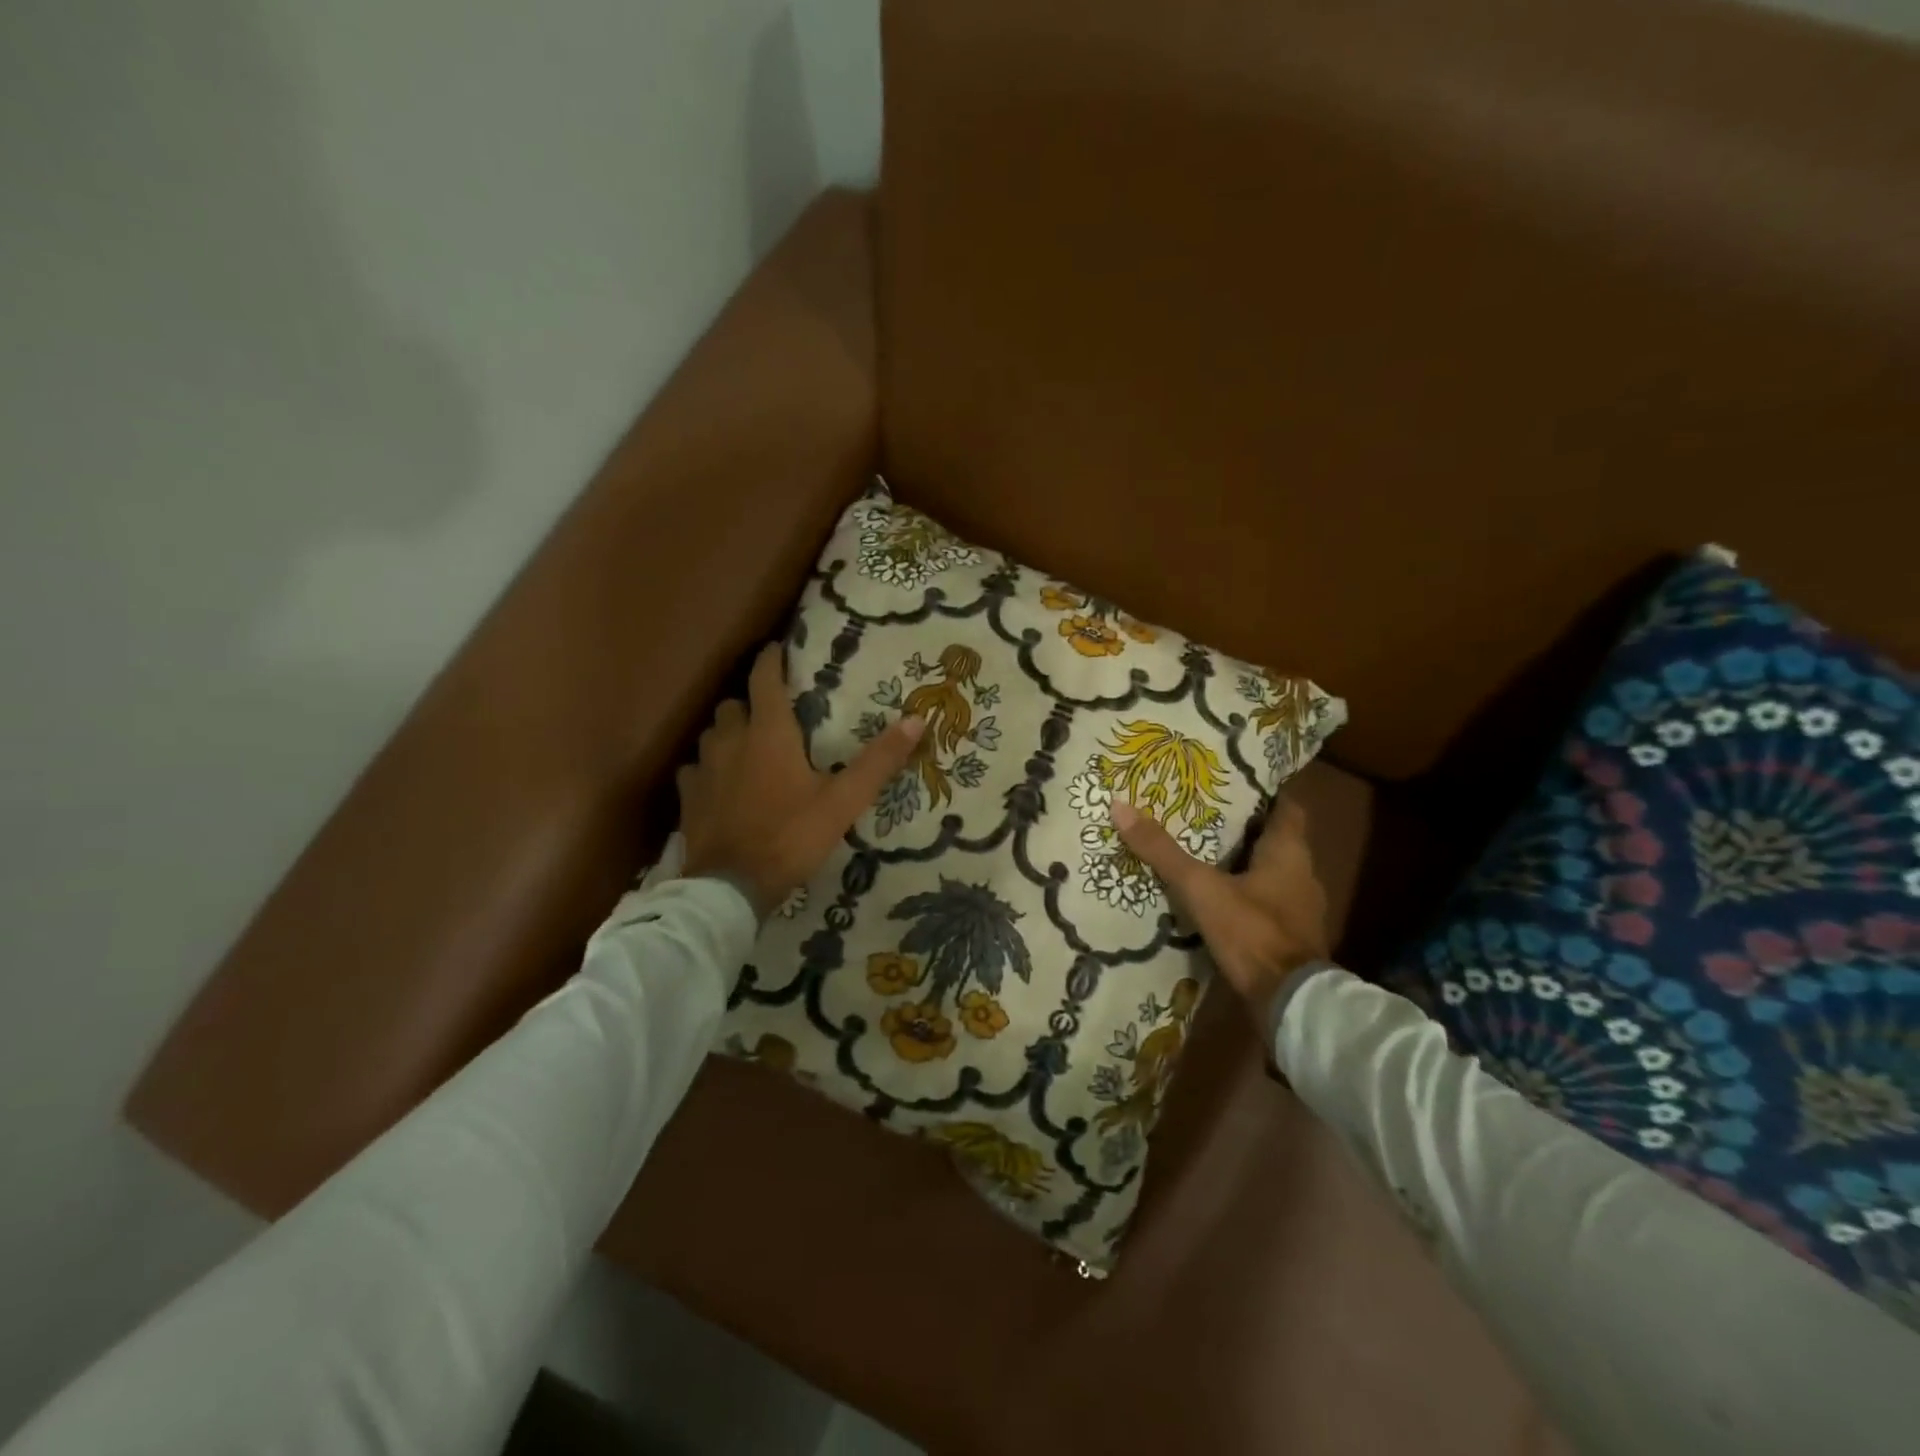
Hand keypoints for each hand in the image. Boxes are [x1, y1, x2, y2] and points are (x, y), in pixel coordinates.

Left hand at [679, 644, 924, 917]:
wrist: (731, 888)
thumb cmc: (791, 836)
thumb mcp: (844, 801)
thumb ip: (879, 761)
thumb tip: (917, 720)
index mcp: (768, 733)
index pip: (764, 678)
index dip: (771, 659)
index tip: (778, 649)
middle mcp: (730, 740)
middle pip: (733, 703)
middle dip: (750, 701)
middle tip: (772, 713)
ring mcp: (703, 769)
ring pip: (711, 734)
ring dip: (729, 732)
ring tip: (747, 746)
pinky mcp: (688, 798)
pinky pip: (695, 769)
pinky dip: (708, 768)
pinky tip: (720, 784)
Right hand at [1112, 796, 1330, 1013]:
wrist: (1290, 1004)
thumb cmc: (1252, 932)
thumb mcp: (1200, 888)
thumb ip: (1163, 851)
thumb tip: (1121, 807)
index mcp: (1289, 852)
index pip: (1286, 806)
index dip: (1264, 790)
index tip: (1232, 779)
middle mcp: (1302, 874)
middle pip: (1274, 838)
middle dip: (1242, 826)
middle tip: (1202, 812)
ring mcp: (1299, 908)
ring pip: (1269, 871)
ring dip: (1241, 862)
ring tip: (1201, 851)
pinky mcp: (1289, 936)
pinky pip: (1265, 901)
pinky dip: (1243, 894)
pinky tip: (1214, 897)